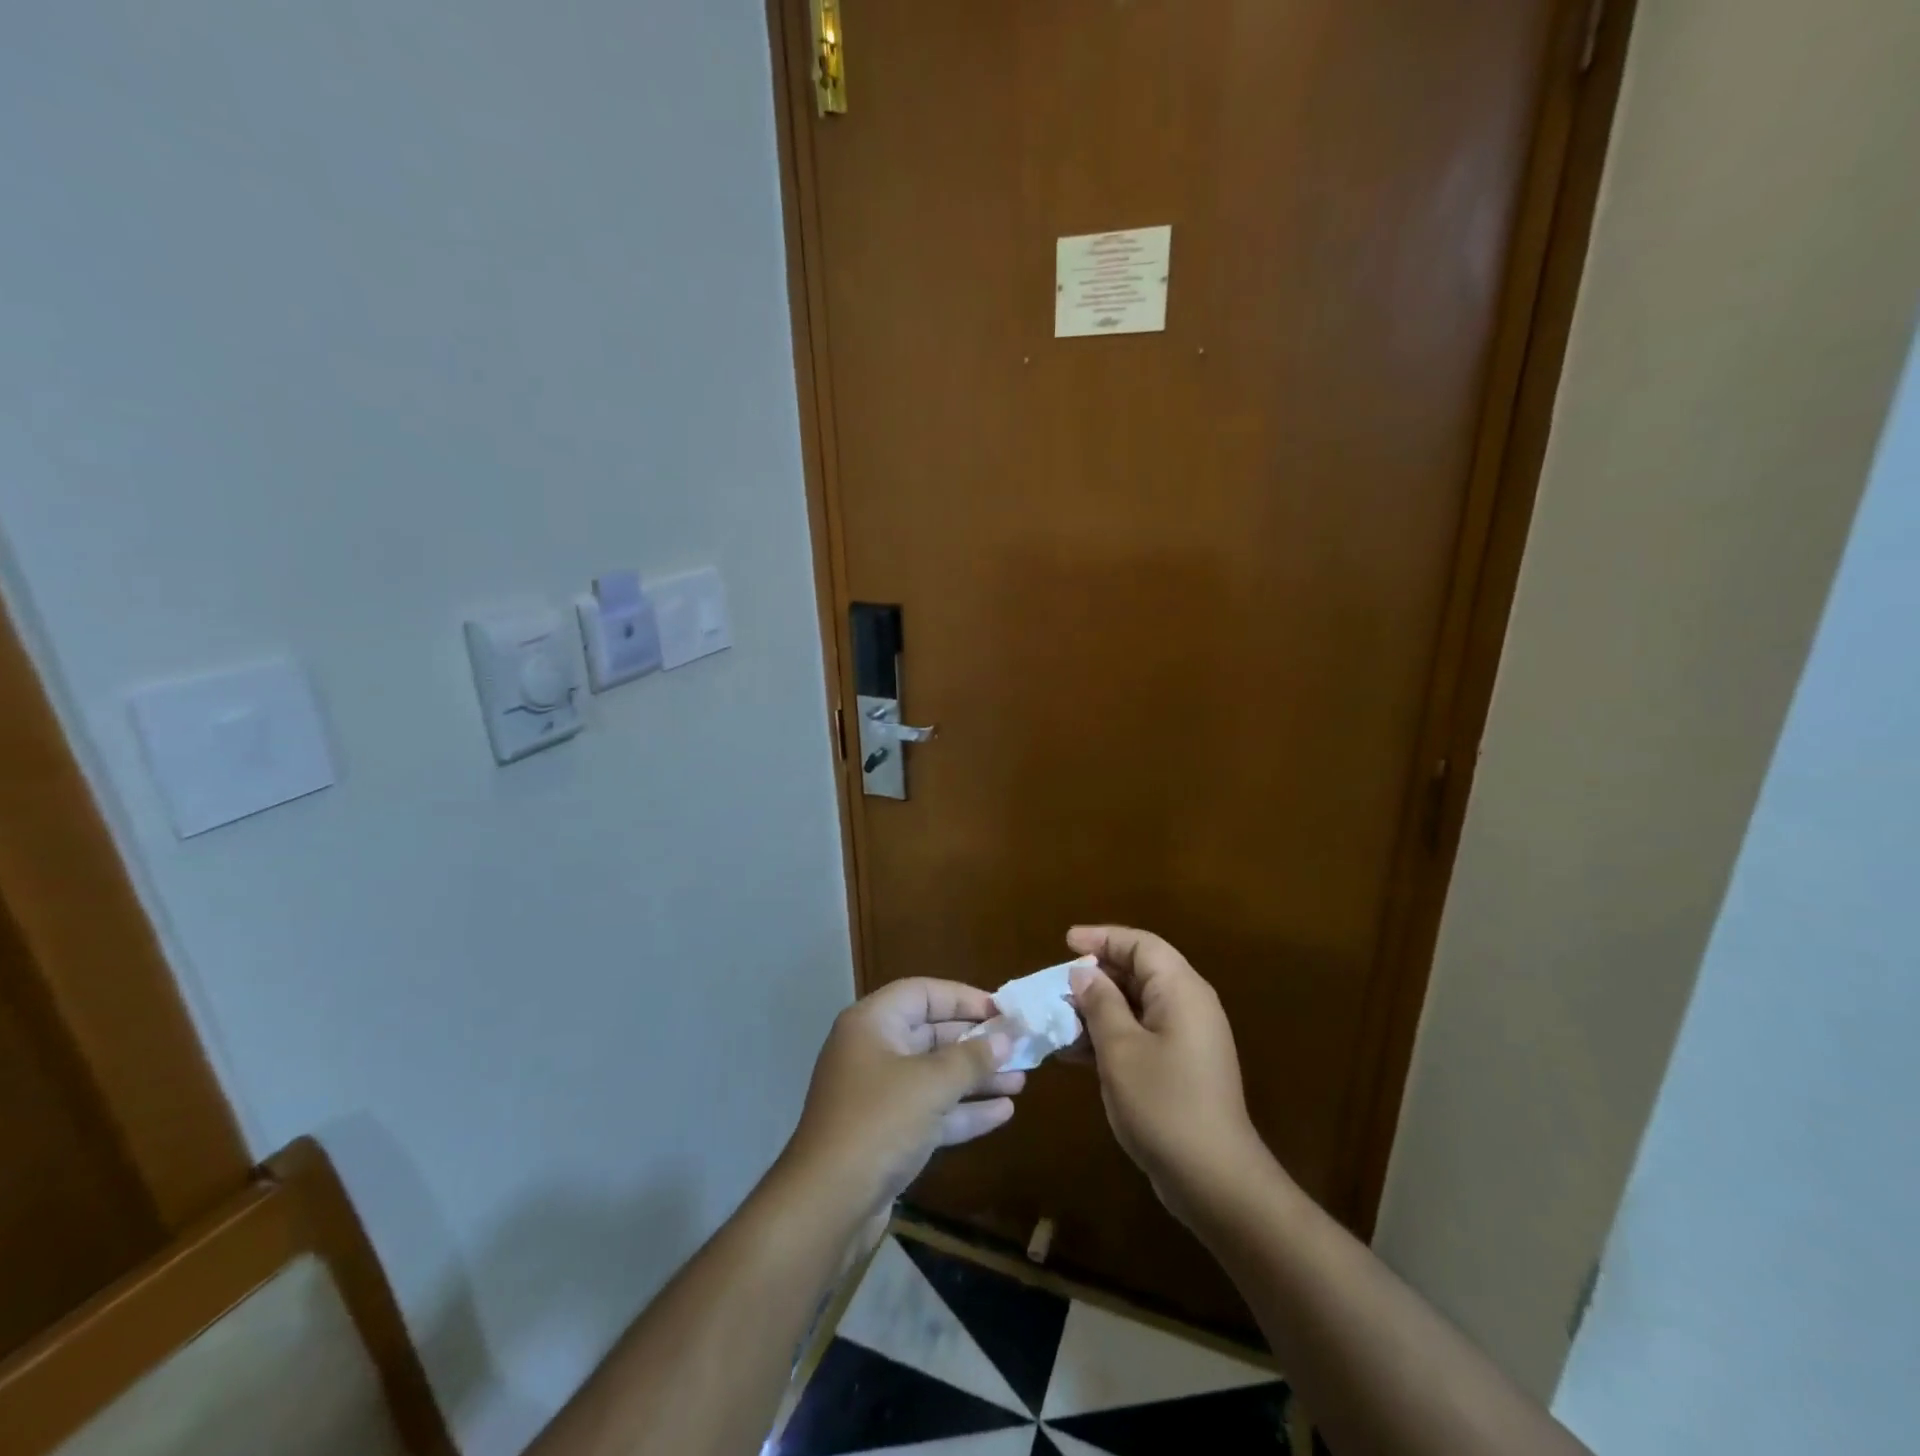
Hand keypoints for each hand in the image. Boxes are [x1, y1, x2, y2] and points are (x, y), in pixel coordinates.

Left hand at [786, 979, 1025, 1207]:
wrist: (827, 1206)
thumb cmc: (879, 1123)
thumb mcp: (931, 1084)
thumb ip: (971, 1059)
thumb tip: (1005, 1038)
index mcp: (872, 1024)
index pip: (922, 993)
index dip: (963, 998)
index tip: (1002, 1011)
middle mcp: (873, 1051)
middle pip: (931, 1034)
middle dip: (976, 1043)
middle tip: (1019, 1047)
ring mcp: (878, 1095)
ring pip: (934, 1076)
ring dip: (975, 1078)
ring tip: (1021, 1080)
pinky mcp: (886, 1134)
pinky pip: (931, 1110)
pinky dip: (963, 1110)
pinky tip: (1003, 1113)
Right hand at [1067, 926, 1264, 1224]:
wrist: (1214, 1180)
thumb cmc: (1164, 1104)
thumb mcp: (1120, 1049)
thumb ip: (1100, 1004)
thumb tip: (1083, 974)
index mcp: (1180, 990)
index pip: (1141, 945)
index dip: (1102, 938)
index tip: (1065, 942)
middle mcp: (1188, 1005)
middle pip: (1138, 971)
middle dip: (1096, 975)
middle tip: (1056, 984)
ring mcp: (1186, 1038)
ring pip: (1135, 1004)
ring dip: (1097, 1008)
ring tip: (1057, 1019)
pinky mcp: (1179, 1066)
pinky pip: (1140, 1033)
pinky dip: (1109, 1035)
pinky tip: (1074, 1052)